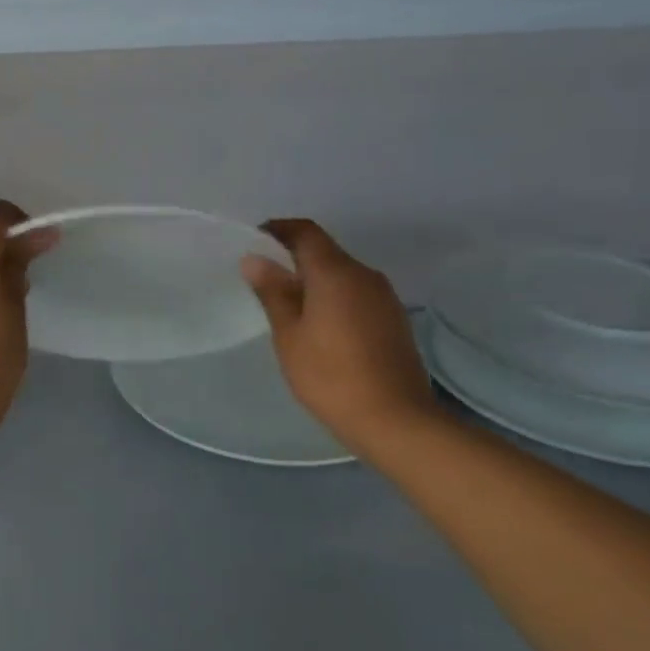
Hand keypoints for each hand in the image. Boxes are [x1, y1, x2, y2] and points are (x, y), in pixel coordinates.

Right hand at [242, 219, 440, 457]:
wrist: (395, 419)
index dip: (278, 230)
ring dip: (314, 280)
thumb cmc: (330, 376)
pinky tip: (319, 326)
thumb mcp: (289, 335)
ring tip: (288, 306)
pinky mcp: (393, 319)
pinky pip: (356, 294)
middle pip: (325, 251)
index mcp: (336, 272)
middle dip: (293, 257)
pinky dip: (333, 297)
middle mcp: (364, 275)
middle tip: (263, 279)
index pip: (305, 232)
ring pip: (342, 274)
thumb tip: (255, 259)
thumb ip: (273, 292)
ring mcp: (384, 297)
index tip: (254, 241)